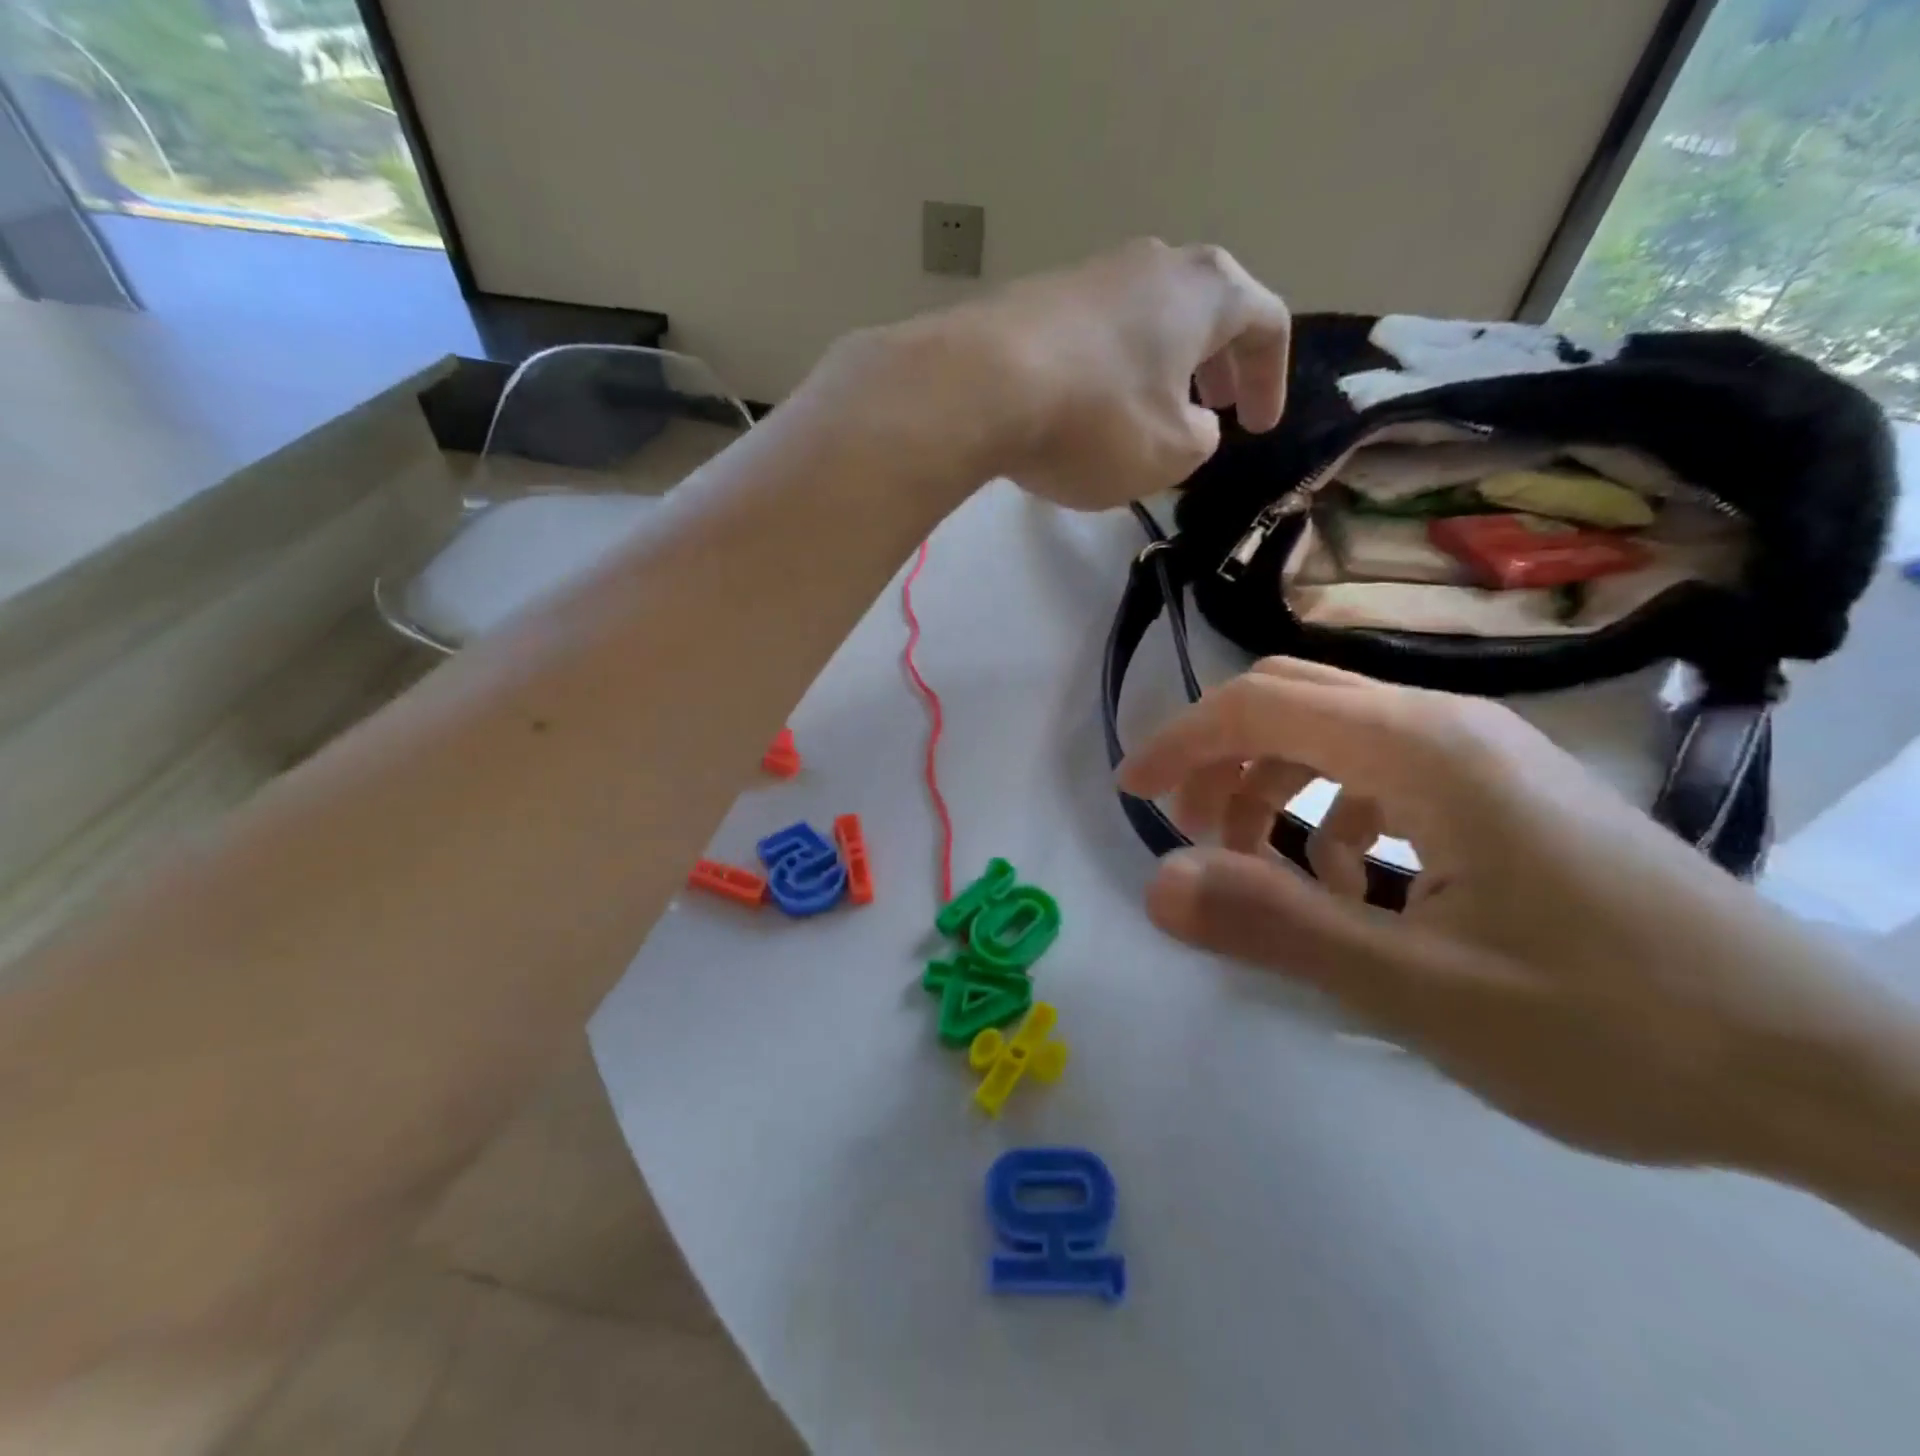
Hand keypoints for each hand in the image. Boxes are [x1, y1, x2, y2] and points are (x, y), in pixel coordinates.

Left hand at [836, 239, 1290, 510]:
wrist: (980, 387)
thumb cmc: (1096, 422)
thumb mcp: (1171, 452)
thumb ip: (1200, 438)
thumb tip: (1195, 423)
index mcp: (1204, 292)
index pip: (1264, 322)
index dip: (1271, 378)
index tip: (1259, 427)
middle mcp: (1151, 266)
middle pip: (1203, 309)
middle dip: (1217, 363)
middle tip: (1216, 408)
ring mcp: (1087, 274)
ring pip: (1145, 319)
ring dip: (1161, 365)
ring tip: (1152, 412)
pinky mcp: (1035, 299)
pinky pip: (1093, 335)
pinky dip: (1109, 369)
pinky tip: (1087, 408)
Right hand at [1119, 658, 1919, 1188]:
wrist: (1817, 1069)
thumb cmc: (1611, 1028)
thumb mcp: (1420, 991)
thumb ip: (1276, 928)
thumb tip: (1157, 882)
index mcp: (1425, 750)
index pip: (1263, 703)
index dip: (1182, 739)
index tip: (1131, 792)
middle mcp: (1450, 726)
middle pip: (1294, 698)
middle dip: (1220, 755)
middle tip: (1189, 831)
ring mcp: (1484, 755)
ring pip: (1334, 733)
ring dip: (1272, 783)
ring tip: (1261, 866)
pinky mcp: (1505, 792)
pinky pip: (1382, 771)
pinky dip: (1332, 811)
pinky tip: (1351, 884)